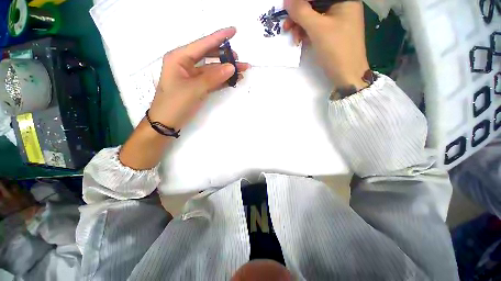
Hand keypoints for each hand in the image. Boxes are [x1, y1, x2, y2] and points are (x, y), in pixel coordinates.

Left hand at [119, 28, 249, 169]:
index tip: (234, 30)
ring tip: (242, 71)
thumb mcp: (194, 89)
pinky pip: (212, 80)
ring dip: (227, 70)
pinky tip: (233, 80)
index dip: (219, 37)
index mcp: (179, 58)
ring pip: (213, 69)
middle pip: (209, 56)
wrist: (167, 122)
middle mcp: (186, 64)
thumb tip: (232, 67)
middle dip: (226, 57)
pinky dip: (223, 80)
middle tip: (241, 60)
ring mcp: (192, 76)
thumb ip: (214, 77)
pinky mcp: (198, 86)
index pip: (203, 44)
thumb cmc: (175, 104)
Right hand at [283, 0, 369, 89]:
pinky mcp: (332, 33)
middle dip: (299, 15)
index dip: (300, 2)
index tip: (287, 10)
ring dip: (300, 26)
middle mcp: (341, 7)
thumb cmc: (336, 50)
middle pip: (315, 5)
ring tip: (294, 39)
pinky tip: (300, 41)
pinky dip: (306, 33)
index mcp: (343, 0)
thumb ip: (301, 12)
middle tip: (286, 26)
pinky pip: (316, 28)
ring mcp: (337, 21)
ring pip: (314, 17)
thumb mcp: (317, 29)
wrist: (347, 75)